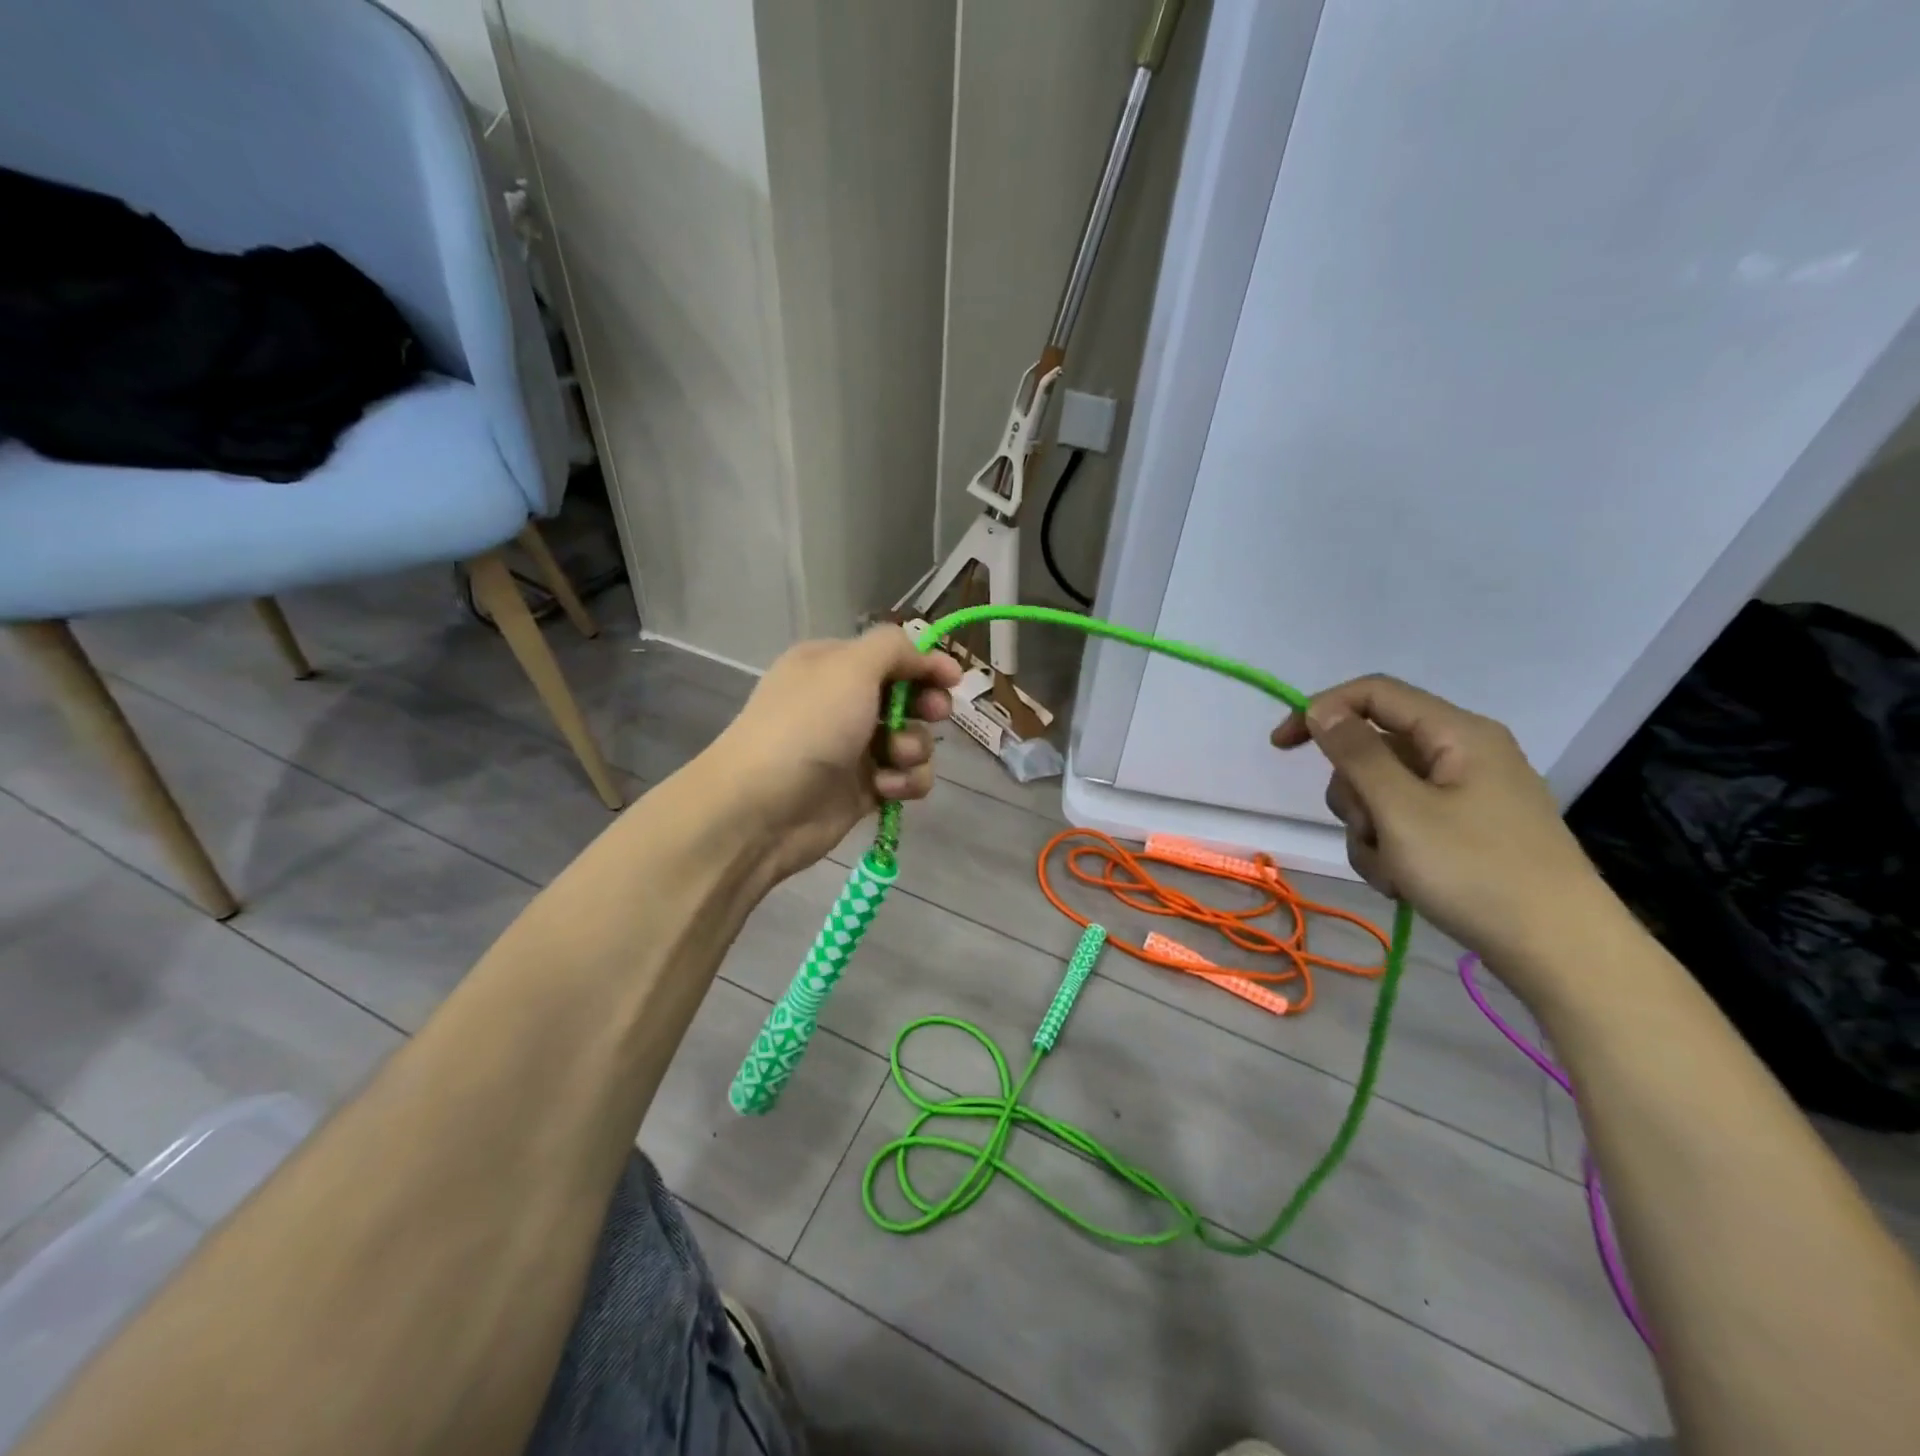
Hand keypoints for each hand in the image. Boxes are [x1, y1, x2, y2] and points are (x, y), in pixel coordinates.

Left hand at [711, 625, 962, 881]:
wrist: (762, 807)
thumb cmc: (808, 726)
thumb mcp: (850, 667)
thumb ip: (893, 649)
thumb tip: (923, 654)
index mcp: (833, 666)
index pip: (892, 655)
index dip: (926, 664)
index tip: (954, 679)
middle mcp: (843, 703)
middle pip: (908, 697)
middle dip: (926, 706)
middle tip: (934, 713)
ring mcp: (854, 749)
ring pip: (913, 741)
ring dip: (914, 749)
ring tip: (894, 758)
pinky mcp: (863, 790)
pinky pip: (905, 779)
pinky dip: (904, 782)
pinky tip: (885, 789)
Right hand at [1272, 675, 1611, 966]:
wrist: (1561, 953)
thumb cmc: (1478, 872)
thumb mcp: (1402, 810)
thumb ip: (1357, 753)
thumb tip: (1321, 710)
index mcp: (1456, 733)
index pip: (1373, 694)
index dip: (1320, 710)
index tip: (1280, 747)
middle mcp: (1461, 754)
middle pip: (1372, 749)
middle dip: (1353, 793)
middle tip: (1370, 829)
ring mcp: (1464, 795)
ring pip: (1381, 792)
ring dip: (1369, 830)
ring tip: (1394, 869)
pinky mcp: (1464, 831)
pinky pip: (1402, 823)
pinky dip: (1390, 851)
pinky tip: (1405, 883)